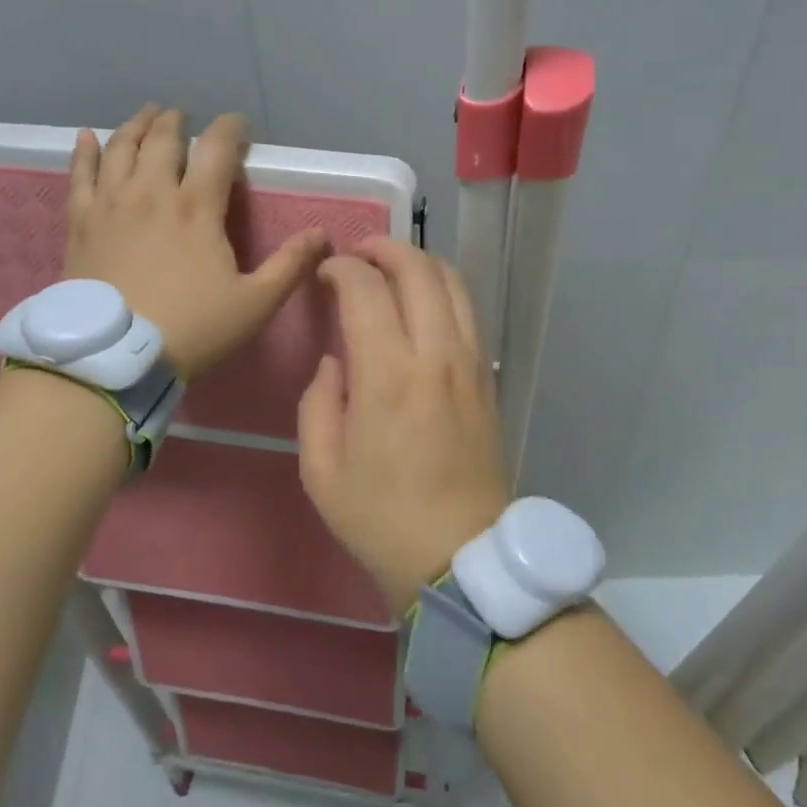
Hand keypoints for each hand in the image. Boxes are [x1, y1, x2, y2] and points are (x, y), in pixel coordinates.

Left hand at [64, 105, 326, 380]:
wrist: (114, 358)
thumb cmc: (191, 329)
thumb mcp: (255, 304)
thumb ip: (290, 265)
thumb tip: (321, 233)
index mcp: (197, 208)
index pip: (217, 149)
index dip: (231, 129)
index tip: (239, 124)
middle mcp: (152, 193)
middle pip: (164, 140)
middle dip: (177, 121)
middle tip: (183, 115)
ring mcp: (111, 204)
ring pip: (122, 149)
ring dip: (137, 127)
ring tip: (147, 114)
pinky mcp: (81, 223)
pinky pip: (80, 174)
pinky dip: (84, 151)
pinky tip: (87, 136)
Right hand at [298, 239, 509, 613]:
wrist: (459, 557)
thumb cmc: (381, 519)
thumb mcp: (321, 471)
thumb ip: (318, 404)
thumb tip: (334, 362)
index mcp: (388, 376)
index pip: (367, 290)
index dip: (342, 269)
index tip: (325, 274)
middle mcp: (436, 356)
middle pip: (419, 270)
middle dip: (385, 249)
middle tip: (358, 254)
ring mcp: (470, 364)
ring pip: (453, 283)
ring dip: (420, 263)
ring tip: (392, 268)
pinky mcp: (487, 378)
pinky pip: (469, 313)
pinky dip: (444, 290)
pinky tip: (423, 303)